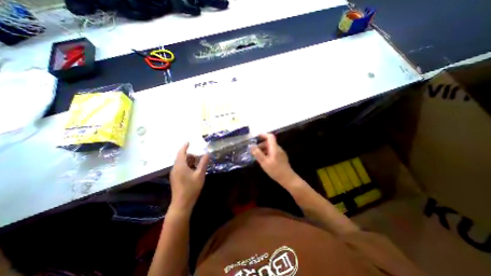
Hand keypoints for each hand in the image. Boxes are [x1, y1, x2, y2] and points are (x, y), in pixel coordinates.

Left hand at [171, 143, 207, 210]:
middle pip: (181, 157)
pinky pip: (180, 167)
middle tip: (199, 156)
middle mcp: (175, 168)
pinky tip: (193, 170)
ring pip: (181, 163)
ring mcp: (174, 174)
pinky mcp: (175, 178)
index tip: (188, 141)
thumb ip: (203, 163)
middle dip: (190, 155)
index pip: (181, 152)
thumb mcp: (200, 174)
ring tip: (198, 163)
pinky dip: (187, 165)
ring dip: (189, 160)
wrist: (182, 204)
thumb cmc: (191, 188)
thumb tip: (207, 154)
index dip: (185, 146)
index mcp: (180, 166)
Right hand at [251, 134, 296, 187]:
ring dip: (264, 149)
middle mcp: (278, 148)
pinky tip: (264, 160)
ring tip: (258, 156)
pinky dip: (267, 153)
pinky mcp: (281, 157)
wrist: (288, 178)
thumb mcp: (264, 162)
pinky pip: (273, 152)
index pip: (270, 137)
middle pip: (269, 142)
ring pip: (271, 147)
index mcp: (274, 148)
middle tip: (254, 150)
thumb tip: (251, 146)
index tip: (256, 136)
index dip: (263, 135)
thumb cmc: (275, 170)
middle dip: (261, 144)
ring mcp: (280, 153)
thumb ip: (257, 153)